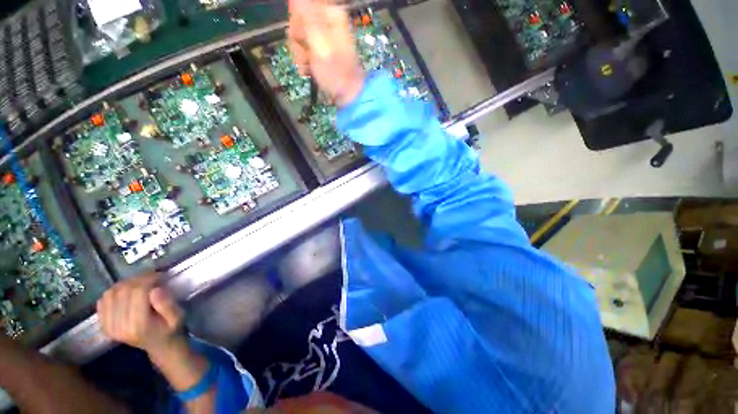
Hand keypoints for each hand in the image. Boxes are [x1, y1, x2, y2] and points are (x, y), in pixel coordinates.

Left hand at [97, 272, 183, 357]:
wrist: (159, 345)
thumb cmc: (171, 329)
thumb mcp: (178, 317)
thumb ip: (167, 305)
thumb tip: (156, 289)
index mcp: (139, 325)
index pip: (138, 292)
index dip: (149, 279)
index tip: (160, 275)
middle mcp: (120, 326)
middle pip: (123, 291)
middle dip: (138, 279)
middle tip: (152, 277)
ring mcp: (109, 327)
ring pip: (111, 293)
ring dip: (126, 283)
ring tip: (141, 283)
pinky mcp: (103, 325)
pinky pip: (103, 300)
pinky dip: (114, 292)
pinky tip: (126, 292)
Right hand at [288, 0, 364, 106]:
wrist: (348, 96)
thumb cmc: (336, 73)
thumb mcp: (321, 45)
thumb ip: (308, 18)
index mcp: (330, 15)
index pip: (300, 6)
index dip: (296, 23)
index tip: (300, 39)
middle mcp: (327, 23)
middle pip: (298, 22)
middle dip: (298, 41)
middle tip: (306, 56)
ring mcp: (324, 38)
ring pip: (299, 38)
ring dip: (300, 54)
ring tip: (308, 67)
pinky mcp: (321, 51)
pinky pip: (305, 50)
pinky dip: (304, 61)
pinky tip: (309, 70)